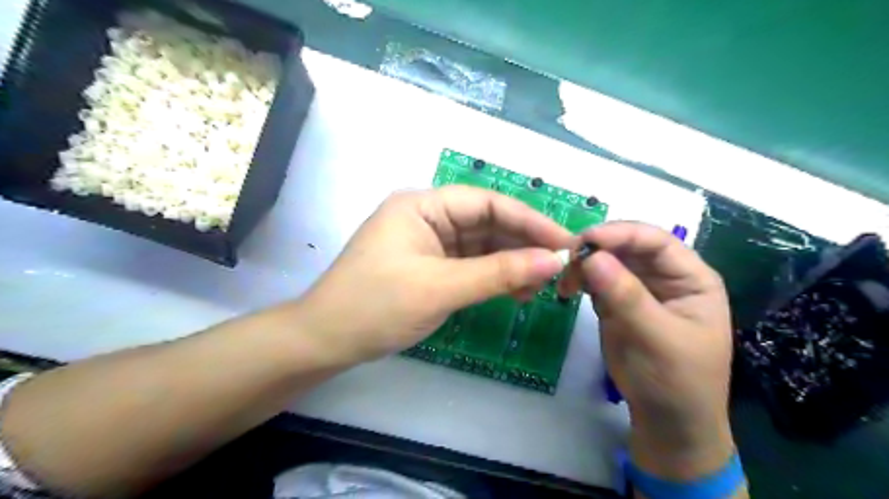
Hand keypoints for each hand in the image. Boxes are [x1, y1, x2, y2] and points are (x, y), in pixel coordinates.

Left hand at [294, 187, 572, 366]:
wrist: (326, 341)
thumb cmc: (376, 306)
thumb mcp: (441, 288)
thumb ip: (499, 273)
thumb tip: (554, 261)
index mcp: (423, 205)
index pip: (487, 203)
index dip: (529, 221)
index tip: (565, 242)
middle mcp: (428, 217)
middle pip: (487, 223)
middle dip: (523, 244)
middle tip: (559, 268)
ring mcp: (429, 242)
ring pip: (482, 245)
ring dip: (511, 263)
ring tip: (541, 286)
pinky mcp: (430, 266)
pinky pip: (470, 265)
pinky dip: (494, 276)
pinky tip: (516, 291)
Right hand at [573, 222, 732, 478]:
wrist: (666, 422)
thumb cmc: (676, 381)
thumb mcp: (656, 338)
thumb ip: (626, 296)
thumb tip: (591, 256)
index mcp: (690, 277)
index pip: (655, 241)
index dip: (620, 233)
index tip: (584, 240)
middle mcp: (664, 276)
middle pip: (627, 247)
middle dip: (596, 248)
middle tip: (564, 260)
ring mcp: (638, 288)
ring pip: (607, 261)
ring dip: (583, 265)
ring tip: (563, 282)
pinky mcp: (616, 302)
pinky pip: (595, 280)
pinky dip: (579, 280)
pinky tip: (566, 289)